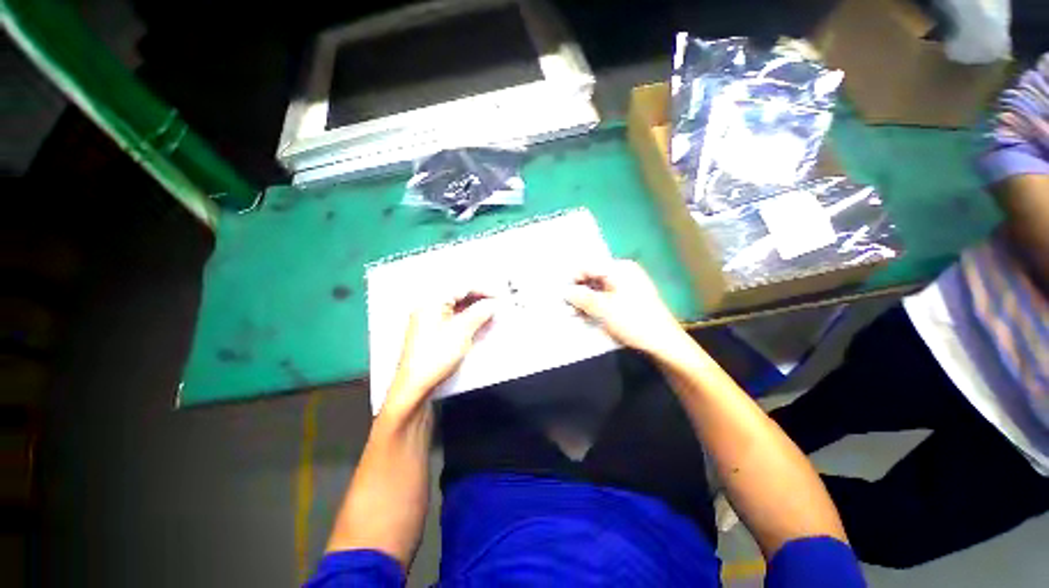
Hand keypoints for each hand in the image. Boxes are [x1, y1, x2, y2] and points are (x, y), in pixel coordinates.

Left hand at [383, 290, 496, 418]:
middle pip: (460, 296)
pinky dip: (470, 320)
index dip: (483, 290)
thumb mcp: (461, 331)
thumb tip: (492, 304)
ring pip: (459, 308)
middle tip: (497, 305)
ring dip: (476, 310)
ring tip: (493, 314)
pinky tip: (481, 324)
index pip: (462, 287)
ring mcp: (431, 320)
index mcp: (431, 302)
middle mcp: (429, 307)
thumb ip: (479, 313)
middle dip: (480, 299)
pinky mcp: (435, 332)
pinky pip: (456, 319)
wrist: (416, 385)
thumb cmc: (434, 357)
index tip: (498, 296)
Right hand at [565, 260, 689, 359]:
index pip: (588, 267)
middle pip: (593, 278)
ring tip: (576, 315)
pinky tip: (588, 316)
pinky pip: (607, 297)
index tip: (562, 296)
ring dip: (586, 301)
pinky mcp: (629, 299)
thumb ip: (581, 297)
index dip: (573, 280)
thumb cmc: (633, 321)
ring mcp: (627, 286)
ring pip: (598, 289)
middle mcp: (623, 272)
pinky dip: (596, 305)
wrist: (663, 343)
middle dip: (579, 292)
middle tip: (568, 308)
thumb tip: (565, 291)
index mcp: (619, 268)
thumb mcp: (603, 309)